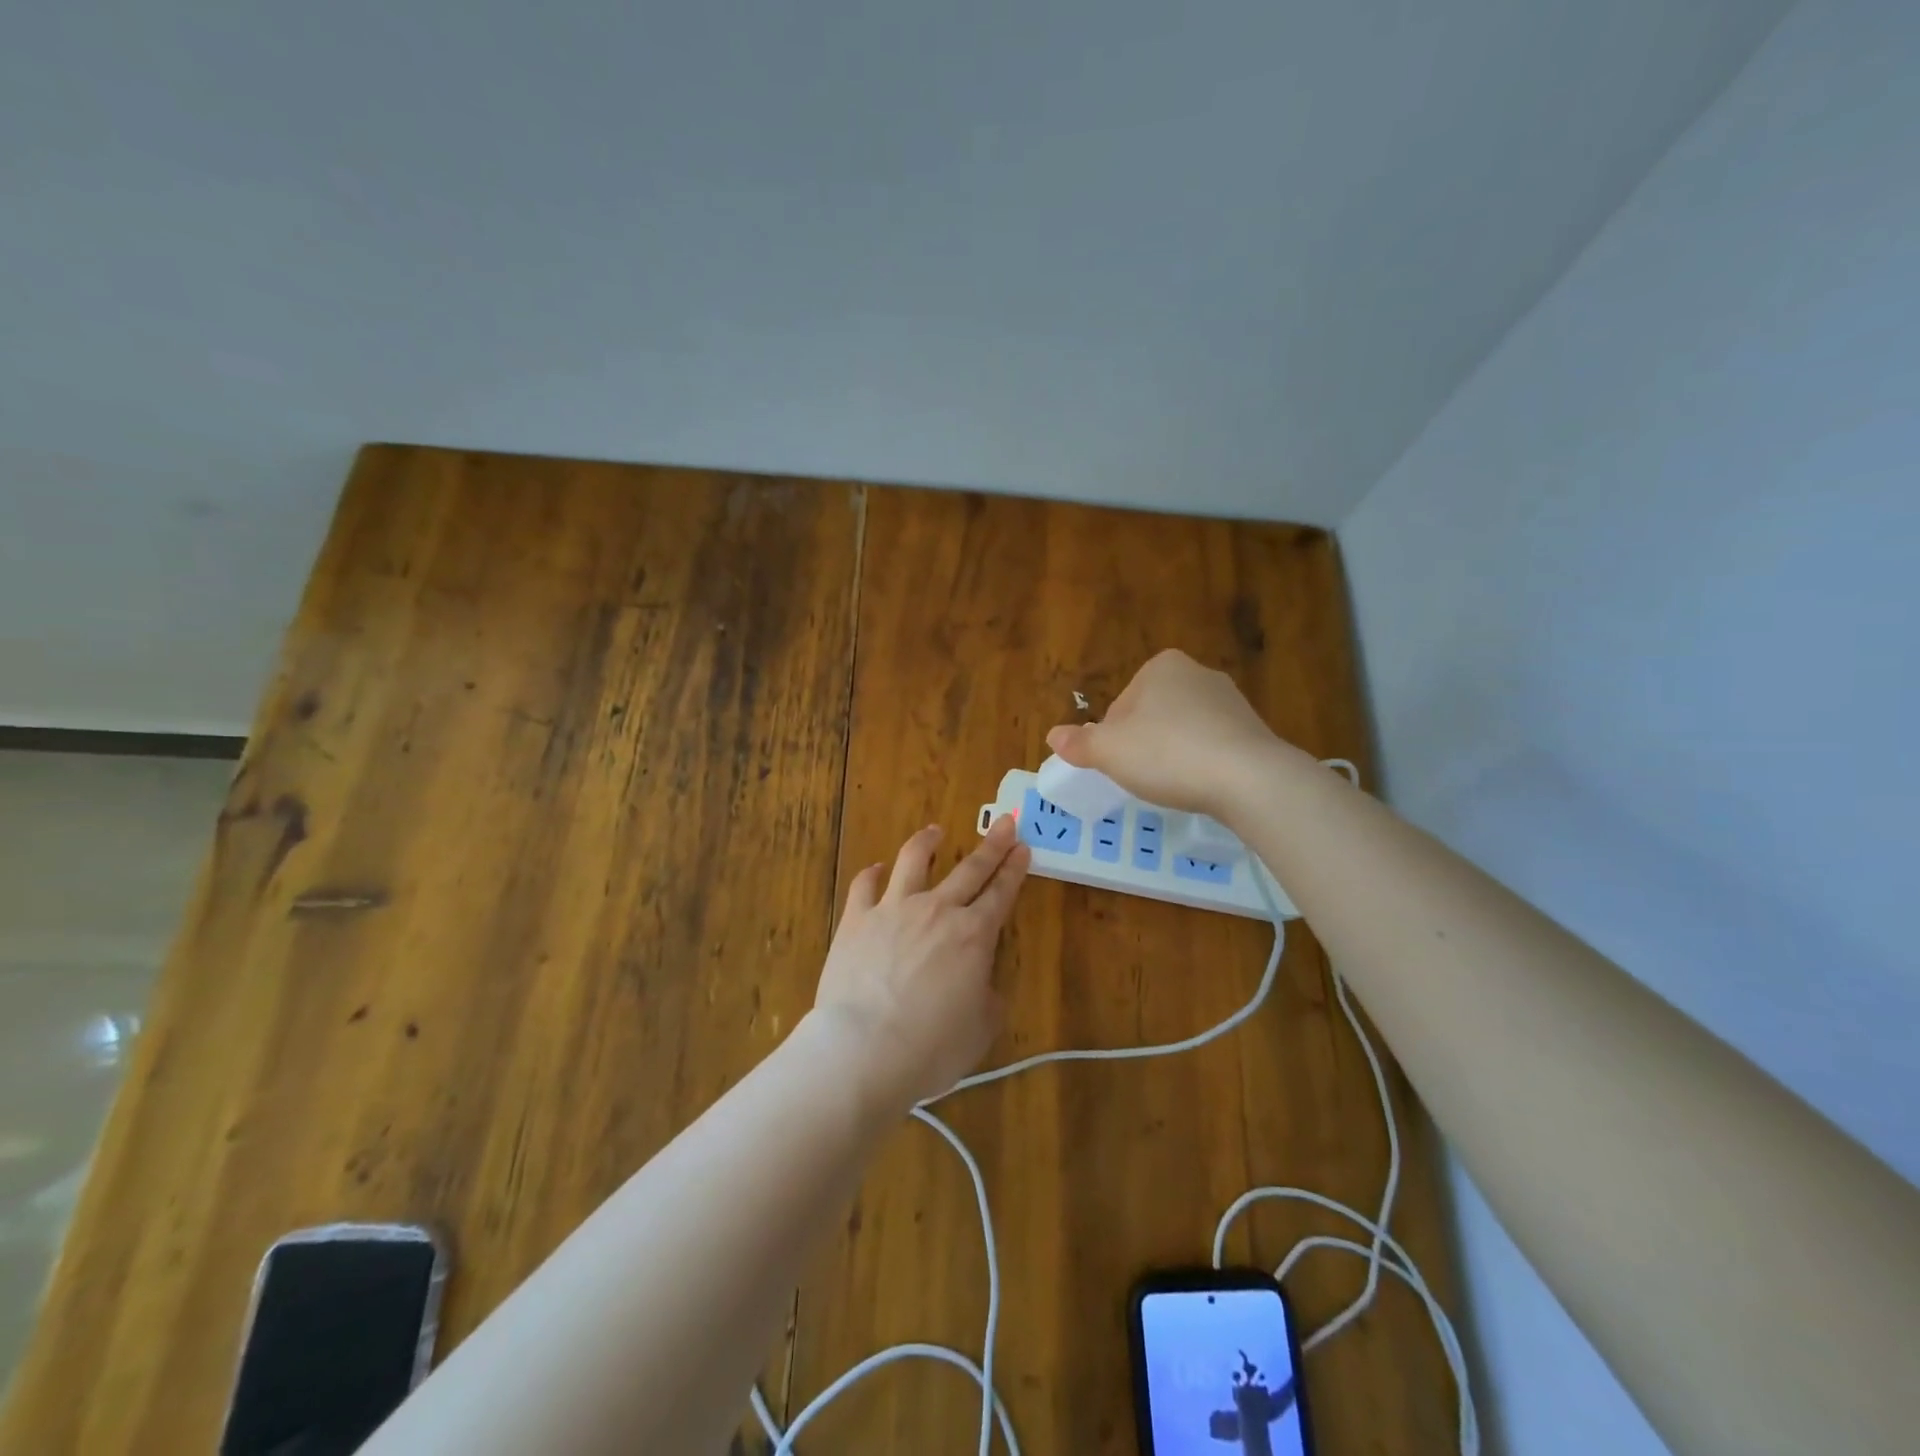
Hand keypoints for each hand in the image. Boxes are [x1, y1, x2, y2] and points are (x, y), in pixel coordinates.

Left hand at [812, 815, 1030, 1108]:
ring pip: (913, 861)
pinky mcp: (856, 919)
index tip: (1022, 847)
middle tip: (1005, 823)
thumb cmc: (932, 1047)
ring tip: (934, 831)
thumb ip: (987, 996)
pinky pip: (864, 885)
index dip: (1014, 869)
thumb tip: (980, 983)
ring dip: (928, 842)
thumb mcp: (981, 1027)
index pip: (1001, 893)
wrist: (865, 1050)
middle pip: (970, 869)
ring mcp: (893, 909)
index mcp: (973, 935)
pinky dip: (872, 874)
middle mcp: (937, 911)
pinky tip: (876, 869)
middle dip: (992, 845)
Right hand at [1045, 649, 1294, 816]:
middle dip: (1144, 744)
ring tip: (1174, 785)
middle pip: (1152, 715)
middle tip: (1142, 777)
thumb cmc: (1167, 754)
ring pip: (1183, 731)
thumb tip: (1052, 735)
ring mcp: (1231, 701)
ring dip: (1173, 755)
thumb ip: (1079, 743)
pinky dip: (1202, 764)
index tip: (1119, 764)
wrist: (1249, 779)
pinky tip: (1202, 786)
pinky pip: (1213, 747)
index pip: (1121, 705)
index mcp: (1162, 667)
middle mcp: (1198, 674)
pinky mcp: (1254, 730)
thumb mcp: (1109, 751)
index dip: (1113, 739)